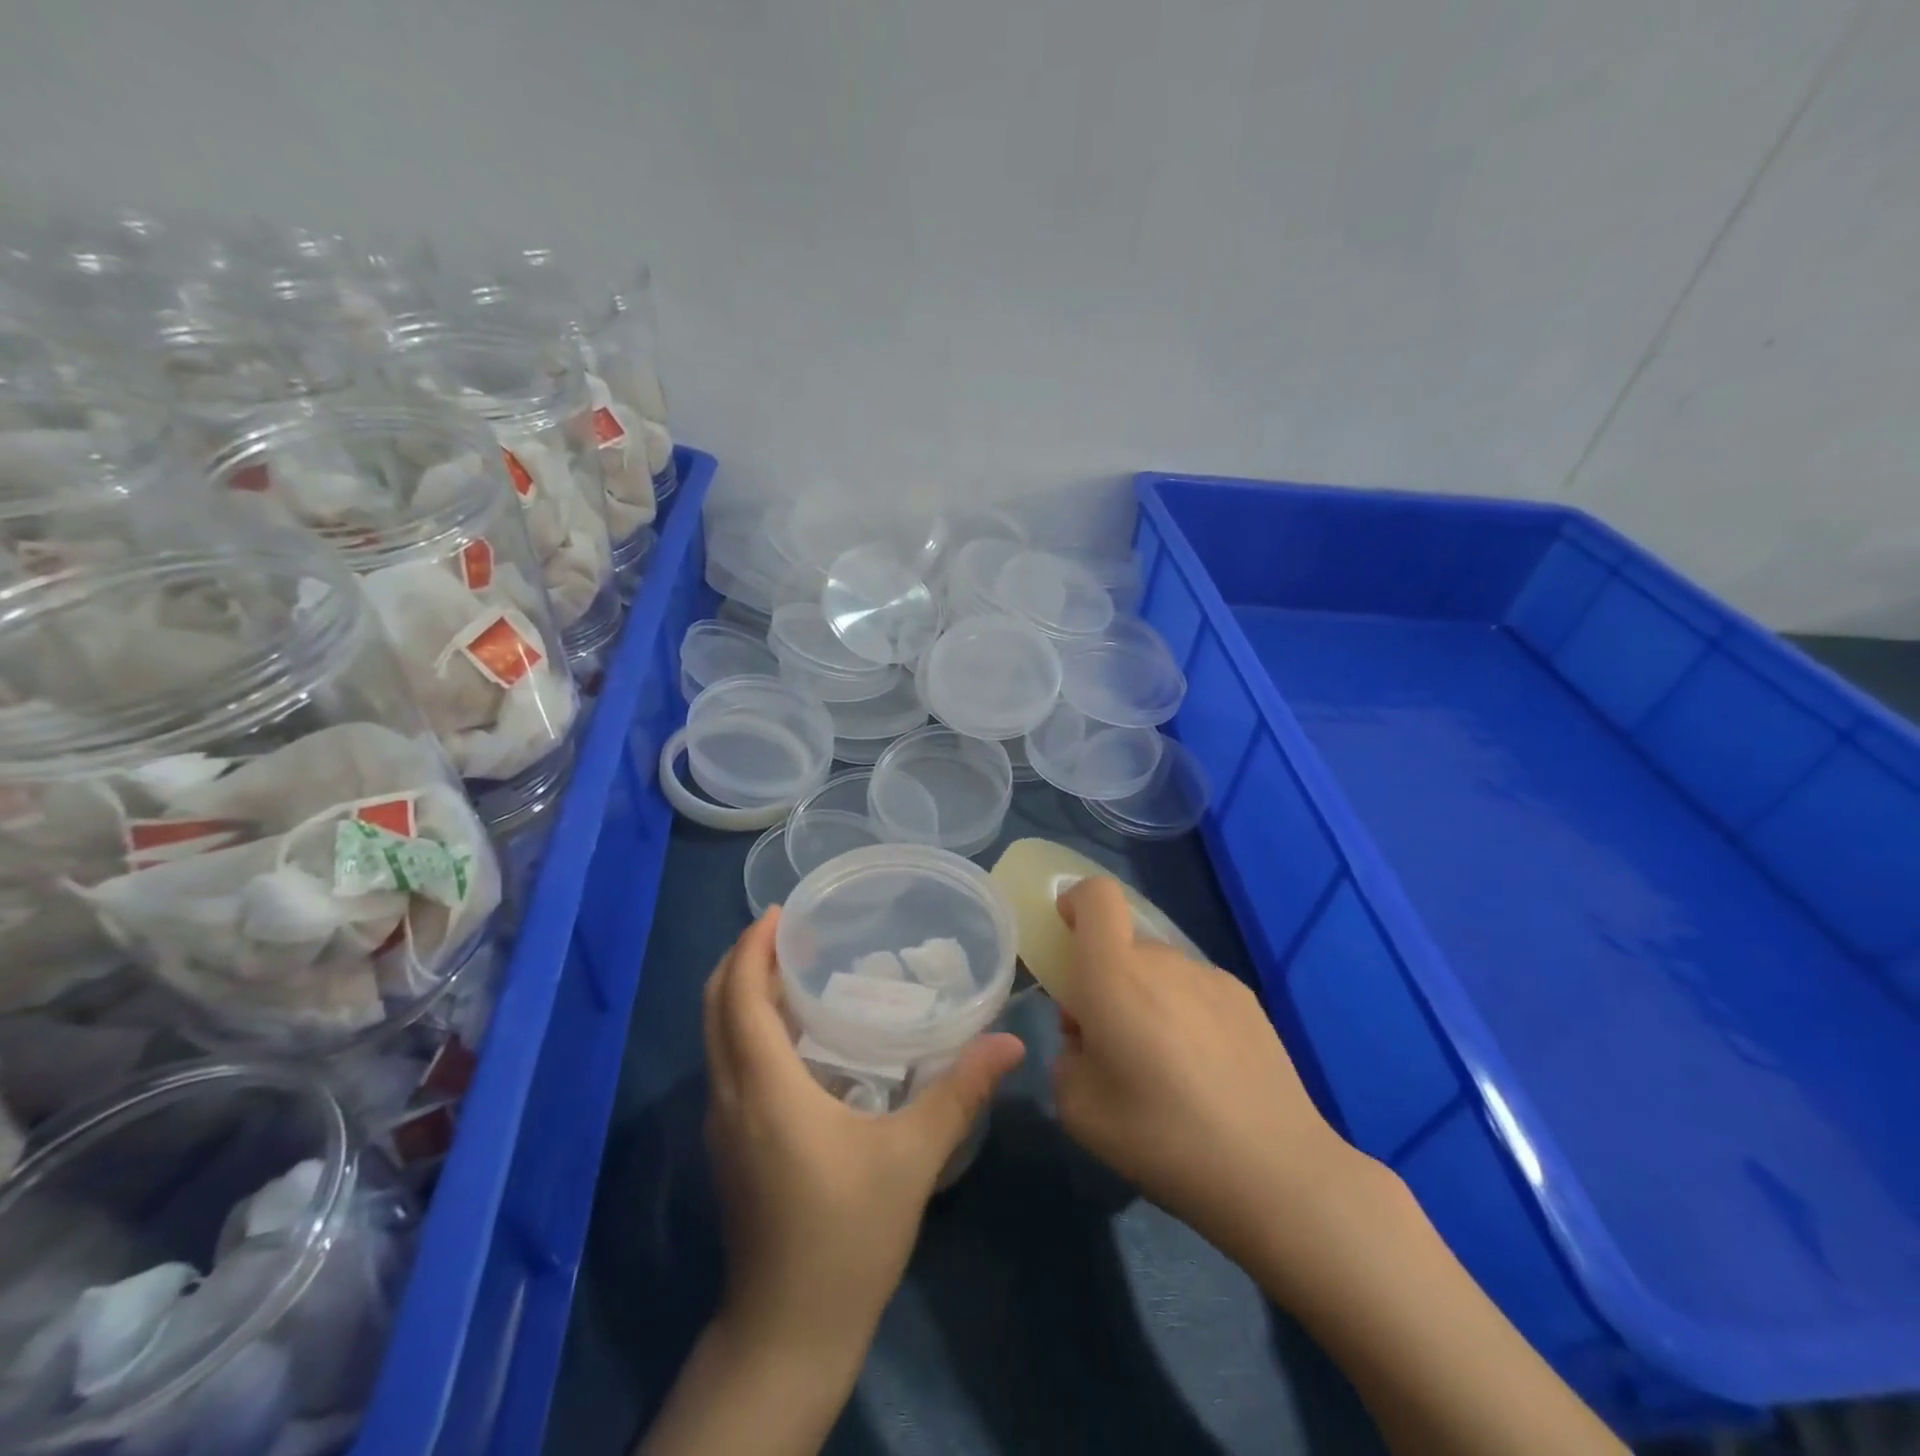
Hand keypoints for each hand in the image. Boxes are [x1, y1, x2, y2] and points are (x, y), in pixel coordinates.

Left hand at [702, 907, 1026, 1367]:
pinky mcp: (728, 1148)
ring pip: (715, 1037)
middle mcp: (730, 1097)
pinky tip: (791, 1036)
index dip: (751, 948)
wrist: (787, 1334)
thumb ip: (960, 1092)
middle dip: (741, 961)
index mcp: (765, 1089)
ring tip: (791, 970)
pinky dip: (744, 1028)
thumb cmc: (847, 1237)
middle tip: (788, 931)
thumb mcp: (913, 1158)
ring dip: (740, 994)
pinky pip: (725, 1063)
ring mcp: (722, 1126)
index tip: (779, 913)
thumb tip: (1009, 1041)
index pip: (738, 997)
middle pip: (715, 1009)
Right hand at [1050, 877, 1370, 1272]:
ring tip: (1162, 1066)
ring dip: (1146, 998)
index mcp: (1114, 974)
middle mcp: (1163, 960)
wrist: (1275, 1172)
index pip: (1096, 895)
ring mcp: (1211, 977)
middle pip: (1123, 943)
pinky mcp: (1246, 1000)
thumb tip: (1086, 1039)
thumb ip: (1067, 1056)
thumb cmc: (1162, 1137)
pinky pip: (1195, 990)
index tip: (1066, 938)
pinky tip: (1204, 1072)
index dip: (1075, 901)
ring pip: (1160, 970)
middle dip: (1105, 977)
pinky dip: (1184, 1013)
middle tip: (1109, 1041)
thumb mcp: (1078, 1108)